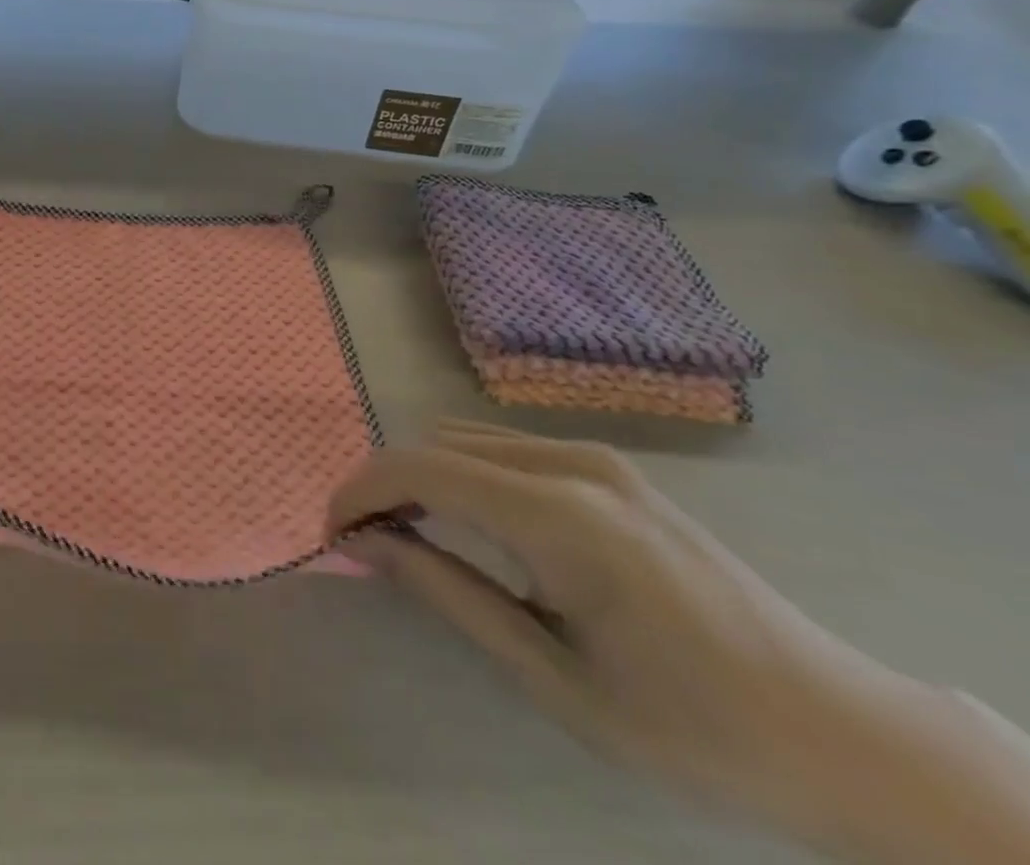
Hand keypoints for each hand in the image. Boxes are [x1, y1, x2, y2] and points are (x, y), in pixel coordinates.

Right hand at [328, 419, 1029, 863]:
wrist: (843, 733)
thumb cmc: (695, 729)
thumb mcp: (556, 679)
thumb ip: (450, 594)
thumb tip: (369, 544)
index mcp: (563, 517)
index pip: (423, 469)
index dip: (362, 491)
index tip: (331, 533)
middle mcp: (573, 463)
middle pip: (437, 444)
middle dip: (385, 484)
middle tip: (364, 543)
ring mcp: (596, 458)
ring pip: (466, 440)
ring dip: (421, 476)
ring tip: (405, 534)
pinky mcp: (609, 468)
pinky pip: (505, 450)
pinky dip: (462, 474)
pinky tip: (466, 523)